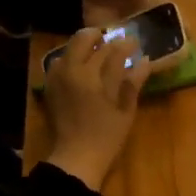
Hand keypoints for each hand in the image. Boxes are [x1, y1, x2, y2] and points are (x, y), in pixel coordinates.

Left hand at [43, 27, 145, 189]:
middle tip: (113, 41)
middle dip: (101, 37)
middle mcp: (73, 69)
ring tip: (96, 53)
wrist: (76, 158)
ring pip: (70, 48)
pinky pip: (59, 62)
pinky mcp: (50, 86)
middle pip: (85, 39)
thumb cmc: (106, 139)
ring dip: (84, 46)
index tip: (135, 42)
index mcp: (93, 76)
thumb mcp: (125, 113)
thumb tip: (145, 61)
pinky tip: (80, 68)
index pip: (112, 50)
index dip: (125, 45)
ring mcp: (58, 76)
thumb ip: (133, 84)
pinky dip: (72, 59)